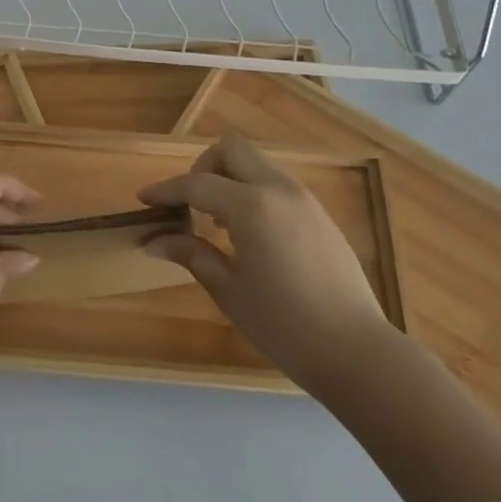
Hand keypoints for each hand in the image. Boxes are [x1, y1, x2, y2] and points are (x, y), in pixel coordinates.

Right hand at [139, 134, 391, 399]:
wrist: (357, 351)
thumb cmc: (284, 325)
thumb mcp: (229, 290)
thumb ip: (191, 254)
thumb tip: (153, 241)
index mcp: (252, 207)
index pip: (196, 184)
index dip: (166, 189)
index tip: (143, 199)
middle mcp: (279, 190)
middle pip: (232, 150)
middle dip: (203, 167)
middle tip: (189, 204)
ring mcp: (304, 200)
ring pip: (256, 165)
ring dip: (229, 179)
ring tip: (216, 222)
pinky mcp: (319, 215)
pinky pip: (276, 185)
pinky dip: (252, 193)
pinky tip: (247, 234)